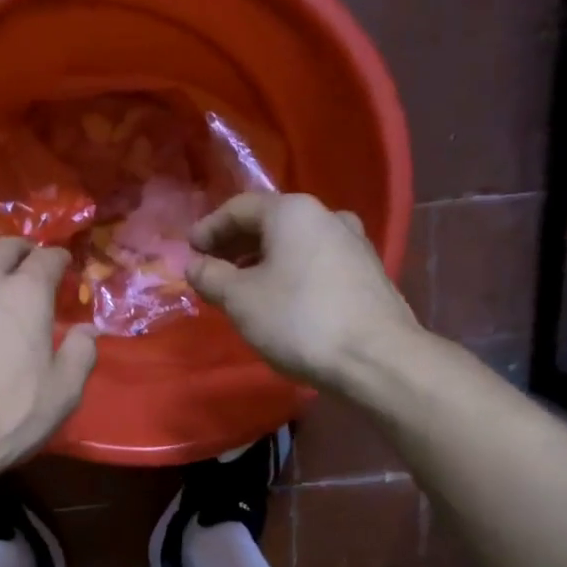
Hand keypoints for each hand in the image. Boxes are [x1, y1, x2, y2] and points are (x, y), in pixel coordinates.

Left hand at [0, 238, 98, 480]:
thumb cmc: (8, 414)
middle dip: (18, 249)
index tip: (64, 266)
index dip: (59, 260)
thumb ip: (80, 354)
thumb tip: (88, 330)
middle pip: (0, 248)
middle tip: (25, 259)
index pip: (47, 260)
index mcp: (25, 294)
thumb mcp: (63, 392)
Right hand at [186, 192, 421, 387]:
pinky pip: (315, 262)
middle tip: (211, 268)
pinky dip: (289, 272)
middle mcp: (327, 216)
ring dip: (263, 260)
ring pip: (295, 243)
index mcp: (293, 212)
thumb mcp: (240, 300)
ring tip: (242, 287)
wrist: (377, 359)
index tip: (189, 252)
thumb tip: (195, 266)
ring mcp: (353, 243)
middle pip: (270, 222)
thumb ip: (211, 277)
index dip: (209, 229)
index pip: (239, 208)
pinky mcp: (367, 273)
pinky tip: (279, 299)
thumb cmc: (299, 320)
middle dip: (236, 244)